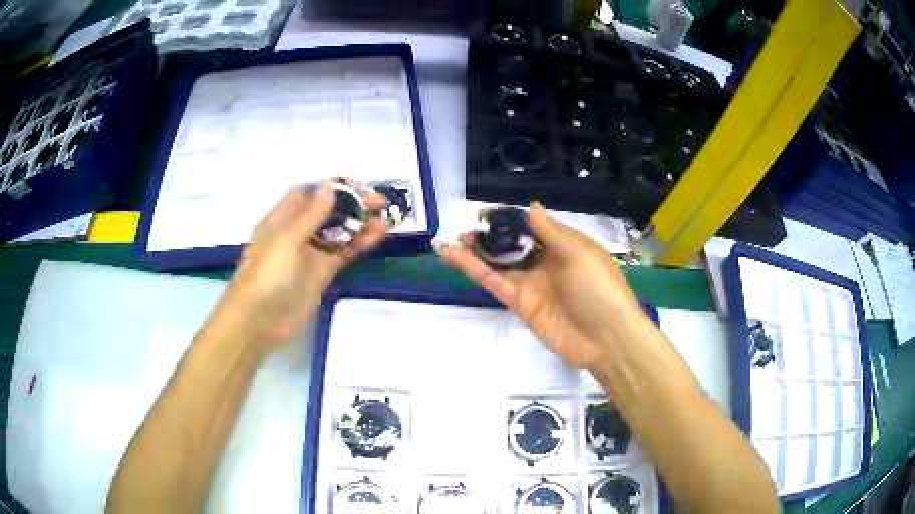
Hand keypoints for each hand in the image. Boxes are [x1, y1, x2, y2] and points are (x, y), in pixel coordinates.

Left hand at [204, 185, 387, 352]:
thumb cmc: (266, 275)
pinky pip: (343, 252)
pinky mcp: (322, 273)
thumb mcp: (286, 240)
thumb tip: (330, 187)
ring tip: (386, 212)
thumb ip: (310, 215)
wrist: (259, 322)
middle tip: (378, 199)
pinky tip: (379, 233)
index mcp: (281, 219)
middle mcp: (296, 232)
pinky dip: (360, 242)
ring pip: (338, 231)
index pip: (307, 194)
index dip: (329, 186)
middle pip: (326, 211)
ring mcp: (310, 253)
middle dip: (351, 202)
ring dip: (360, 221)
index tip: (355, 184)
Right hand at [439, 203, 644, 369]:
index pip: (532, 227)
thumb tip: (530, 207)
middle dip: (490, 236)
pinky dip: (474, 270)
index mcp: (565, 246)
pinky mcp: (519, 304)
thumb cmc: (600, 290)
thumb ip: (551, 232)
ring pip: (498, 263)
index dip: (510, 218)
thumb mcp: (580, 254)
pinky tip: (454, 256)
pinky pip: (495, 283)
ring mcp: (531, 284)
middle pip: (512, 245)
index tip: (487, 212)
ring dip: (476, 251)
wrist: (607, 340)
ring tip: (452, 240)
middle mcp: (545, 263)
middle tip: (466, 228)